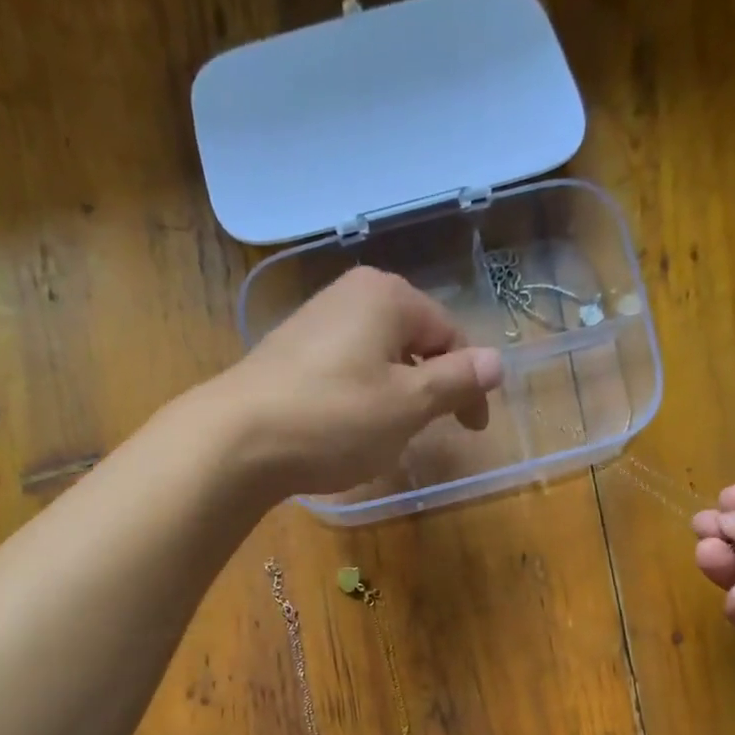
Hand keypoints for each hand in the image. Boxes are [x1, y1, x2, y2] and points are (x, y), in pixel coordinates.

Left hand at [203, 267, 502, 498]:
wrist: (237, 440)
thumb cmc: (335, 420)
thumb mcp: (407, 406)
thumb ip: (456, 381)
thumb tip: (497, 361)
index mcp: (388, 296)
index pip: (450, 335)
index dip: (470, 383)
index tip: (472, 428)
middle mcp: (351, 294)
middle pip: (414, 340)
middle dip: (431, 385)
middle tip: (431, 430)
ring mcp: (315, 320)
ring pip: (379, 356)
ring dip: (396, 394)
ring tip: (387, 433)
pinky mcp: (289, 351)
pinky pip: (346, 368)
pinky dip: (361, 396)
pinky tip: (346, 428)